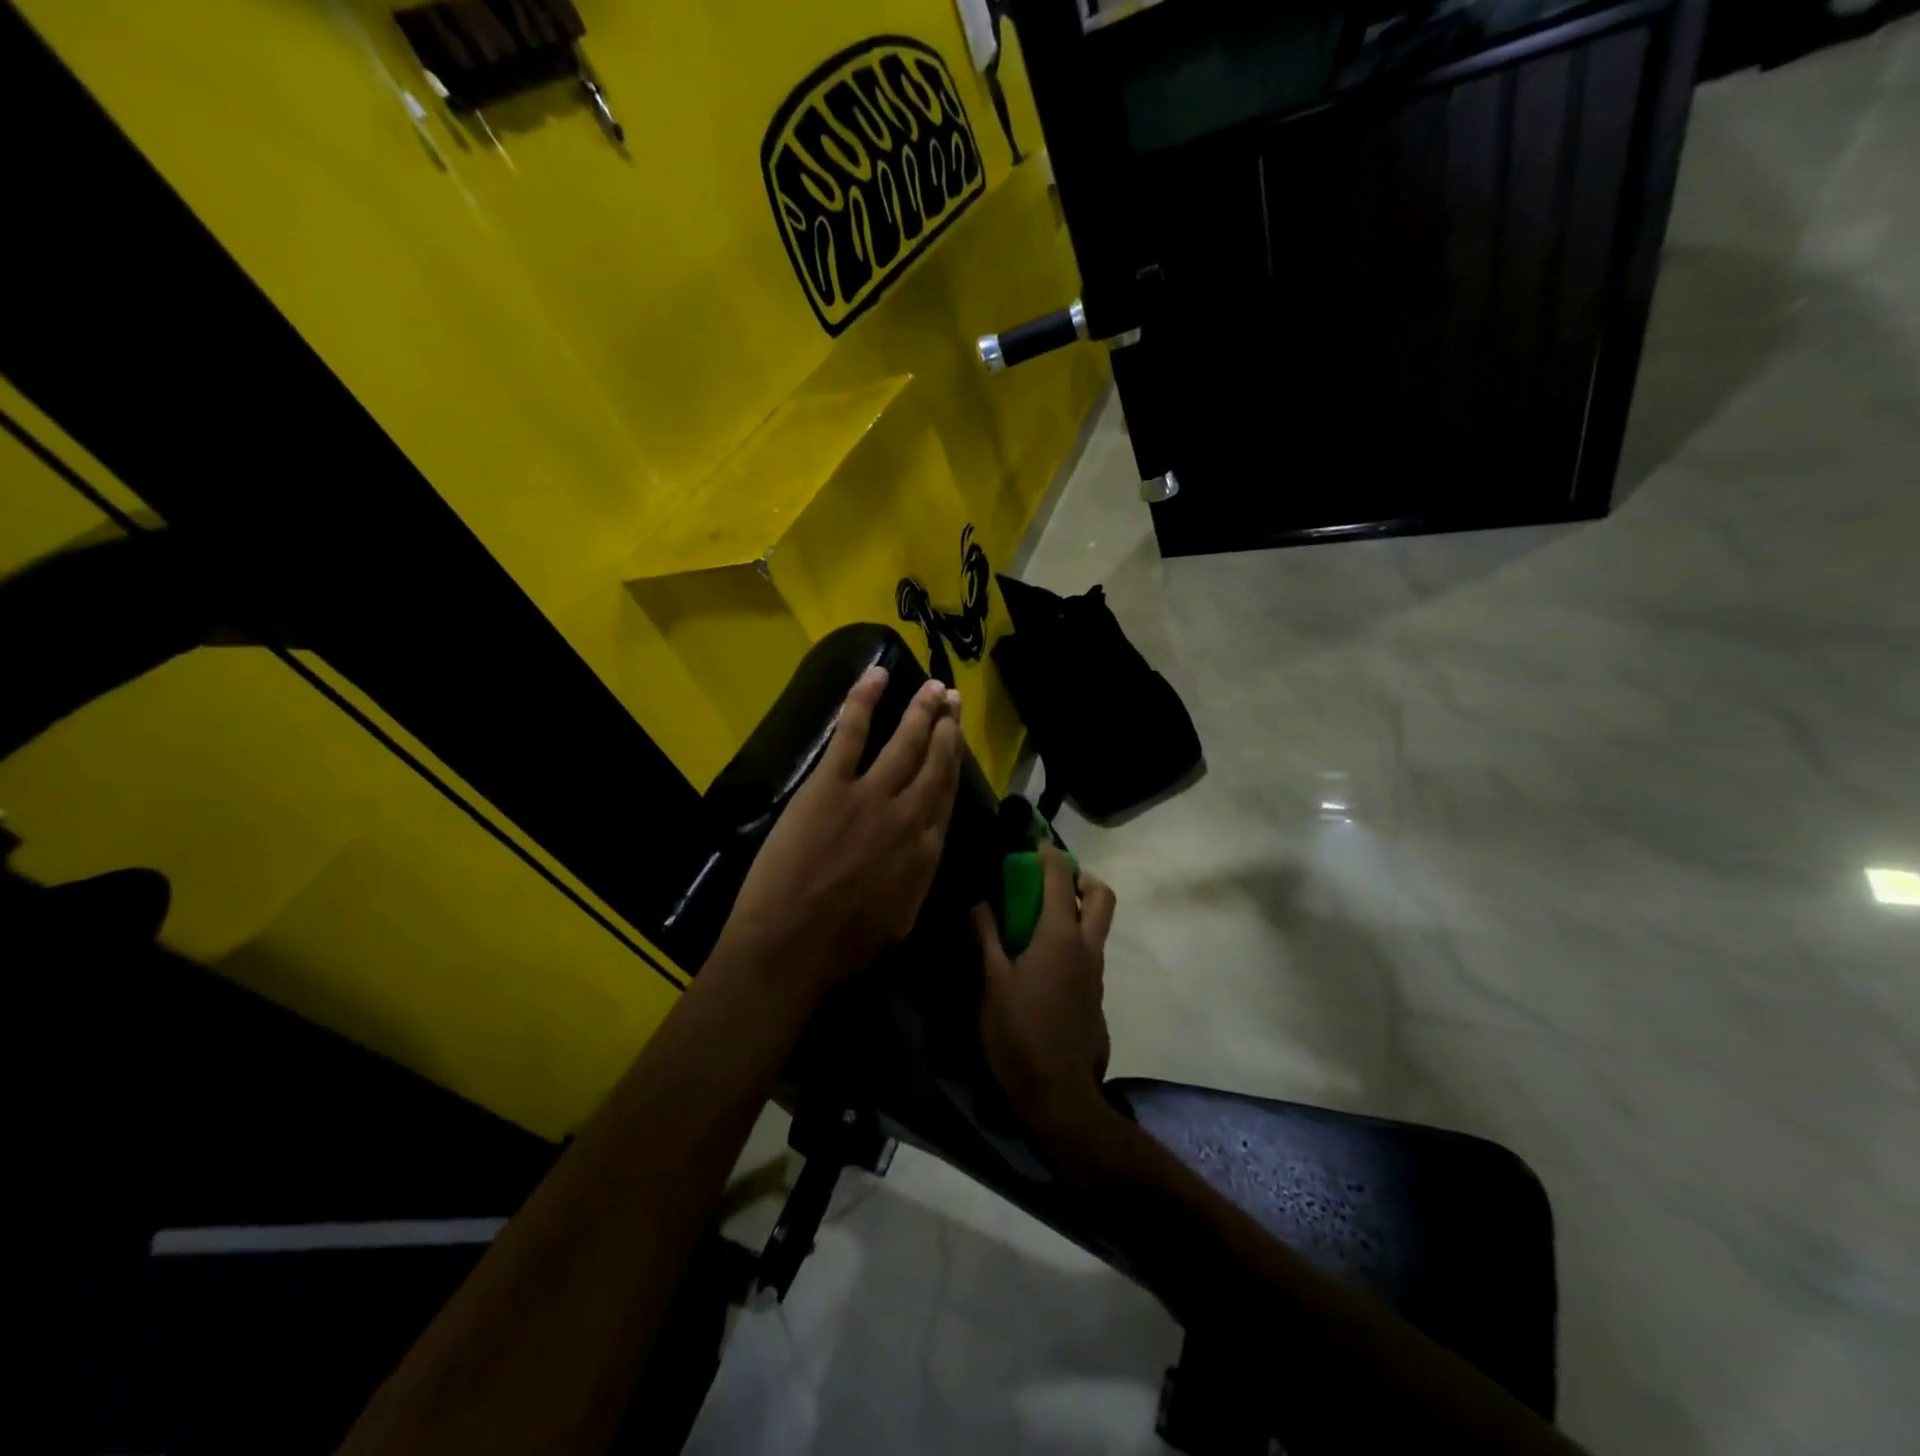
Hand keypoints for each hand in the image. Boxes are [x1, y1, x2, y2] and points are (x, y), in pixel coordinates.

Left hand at [719, 668, 963, 997]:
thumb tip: (922, 852)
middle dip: (946, 726)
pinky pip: (854, 731)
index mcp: (927, 850)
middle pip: (936, 761)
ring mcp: (872, 794)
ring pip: (906, 741)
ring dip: (922, 709)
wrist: (793, 946)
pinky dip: (865, 699)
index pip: (947, 794)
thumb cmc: (844, 946)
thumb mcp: (902, 919)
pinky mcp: (832, 784)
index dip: (955, 761)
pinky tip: (877, 674)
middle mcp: (910, 814)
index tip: (958, 738)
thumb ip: (918, 877)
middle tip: (953, 698)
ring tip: (934, 686)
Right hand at [973, 844, 1117, 1139]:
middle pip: (1101, 895)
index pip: (1060, 878)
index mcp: (1059, 936)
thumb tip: (977, 902)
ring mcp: (1096, 970)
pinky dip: (1075, 936)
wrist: (1058, 1092)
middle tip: (1052, 879)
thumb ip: (986, 936)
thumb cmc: (1018, 1032)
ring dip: (1078, 907)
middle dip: (1081, 877)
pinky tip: (1043, 957)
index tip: (1034, 842)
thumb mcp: (991, 982)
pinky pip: (1091, 949)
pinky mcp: (1096, 992)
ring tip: (1041, 916)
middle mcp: (1086, 946)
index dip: (1049, 853)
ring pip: (1099, 923)